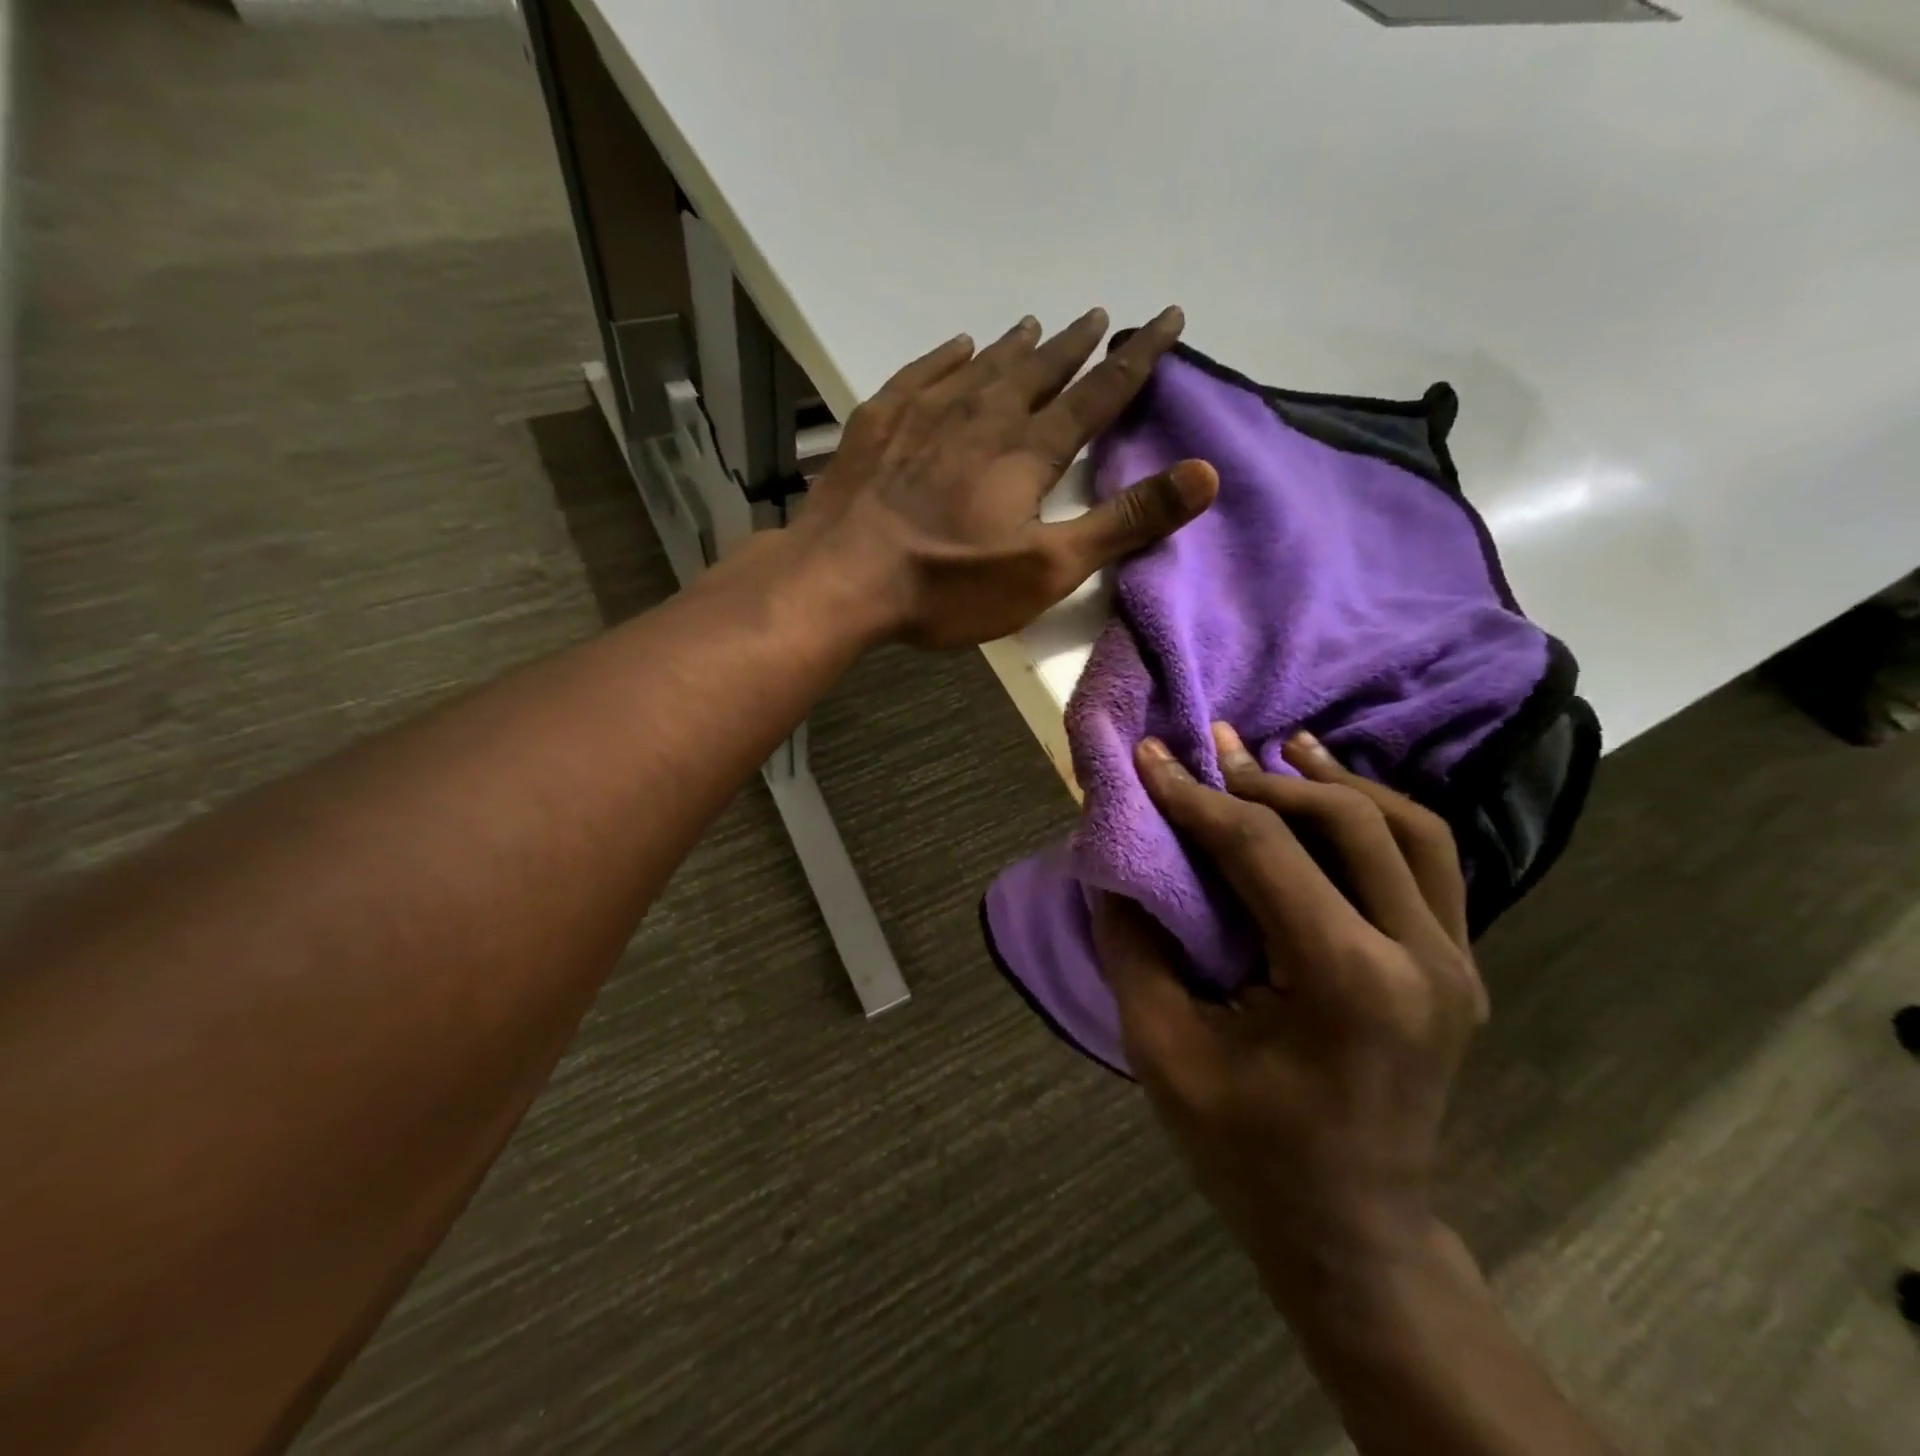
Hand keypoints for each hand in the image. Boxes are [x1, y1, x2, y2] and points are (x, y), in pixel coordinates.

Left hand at [799, 308, 1217, 648]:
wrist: (842, 578)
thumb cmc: (949, 584)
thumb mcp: (1048, 568)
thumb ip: (1124, 521)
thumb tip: (1206, 474)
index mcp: (1027, 452)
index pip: (1097, 394)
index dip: (1137, 358)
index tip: (1167, 319)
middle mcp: (982, 417)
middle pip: (1040, 371)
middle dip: (1076, 346)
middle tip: (1100, 316)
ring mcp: (925, 415)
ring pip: (982, 367)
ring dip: (1015, 346)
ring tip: (1037, 325)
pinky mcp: (879, 425)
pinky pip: (922, 375)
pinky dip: (946, 358)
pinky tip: (956, 347)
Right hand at [1092, 723, 1486, 1301]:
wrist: (1352, 1231)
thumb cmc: (1246, 1150)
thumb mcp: (1162, 1049)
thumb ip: (1133, 944)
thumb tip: (1113, 862)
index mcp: (1345, 983)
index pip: (1262, 851)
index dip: (1195, 796)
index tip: (1150, 757)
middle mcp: (1419, 960)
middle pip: (1348, 821)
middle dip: (1267, 776)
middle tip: (1212, 748)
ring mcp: (1455, 964)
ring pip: (1409, 829)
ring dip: (1338, 781)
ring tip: (1283, 746)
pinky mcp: (1459, 969)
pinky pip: (1428, 864)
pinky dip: (1376, 816)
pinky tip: (1333, 798)